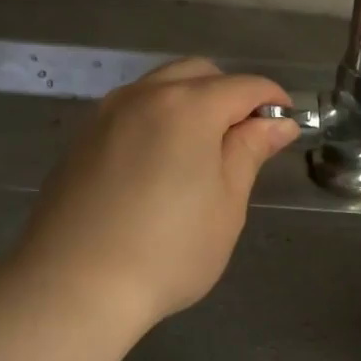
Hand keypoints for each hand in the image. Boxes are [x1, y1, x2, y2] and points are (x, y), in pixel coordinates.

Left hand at [9, 58, 298, 332]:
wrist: (74, 286)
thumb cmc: (169, 251)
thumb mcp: (226, 204)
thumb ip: (250, 152)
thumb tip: (277, 122)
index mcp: (187, 108)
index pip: (243, 86)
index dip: (272, 102)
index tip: (286, 127)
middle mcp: (143, 96)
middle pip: (198, 74)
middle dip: (230, 95)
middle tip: (246, 141)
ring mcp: (104, 115)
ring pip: (159, 88)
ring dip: (191, 104)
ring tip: (204, 154)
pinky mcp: (81, 140)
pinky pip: (131, 112)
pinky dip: (158, 121)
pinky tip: (161, 167)